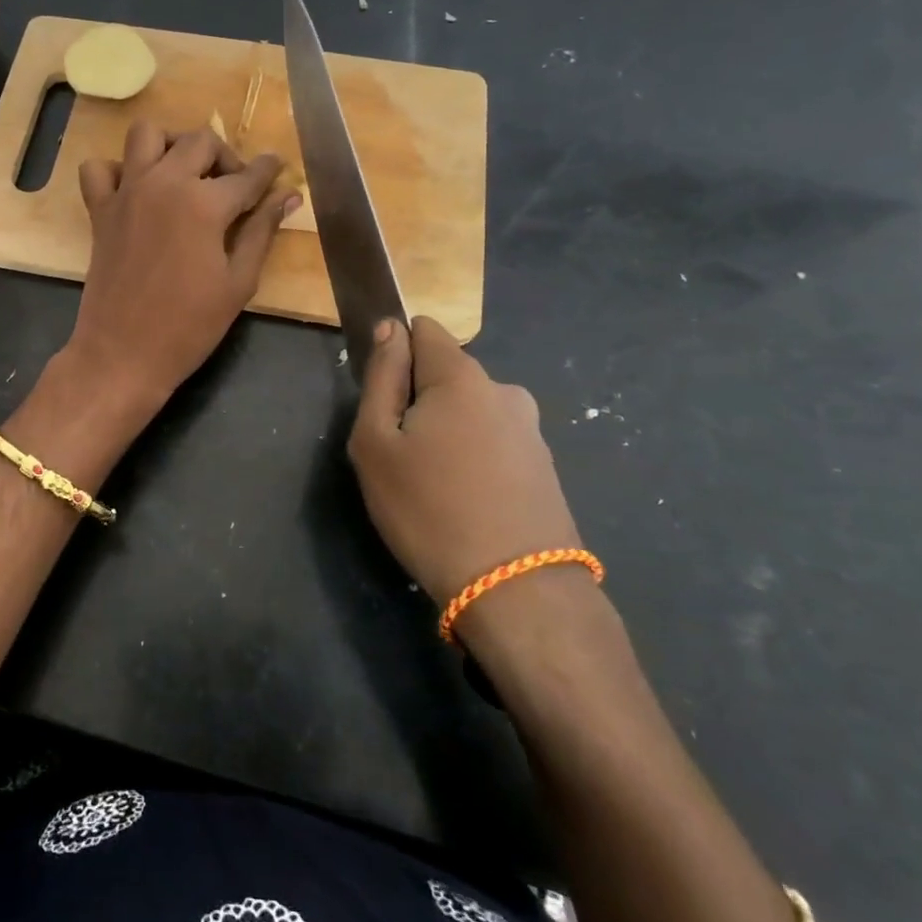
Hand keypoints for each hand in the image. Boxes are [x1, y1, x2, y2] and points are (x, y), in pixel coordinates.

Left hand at [65, 120, 298, 411]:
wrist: (123, 354)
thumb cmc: (189, 326)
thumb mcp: (238, 282)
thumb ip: (262, 231)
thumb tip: (288, 196)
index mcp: (204, 203)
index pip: (247, 175)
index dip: (268, 170)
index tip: (277, 168)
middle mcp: (164, 183)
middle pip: (199, 141)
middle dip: (225, 155)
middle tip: (234, 186)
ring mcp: (126, 193)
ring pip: (146, 134)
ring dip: (171, 145)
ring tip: (185, 174)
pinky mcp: (100, 210)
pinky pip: (99, 168)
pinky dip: (118, 170)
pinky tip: (137, 192)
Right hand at [348, 317, 581, 613]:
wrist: (517, 592)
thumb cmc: (428, 509)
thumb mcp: (376, 442)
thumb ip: (381, 377)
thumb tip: (390, 328)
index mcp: (462, 376)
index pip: (423, 330)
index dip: (395, 355)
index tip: (383, 400)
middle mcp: (504, 391)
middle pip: (446, 374)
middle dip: (419, 401)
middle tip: (400, 457)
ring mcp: (531, 431)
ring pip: (470, 412)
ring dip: (448, 433)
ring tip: (433, 488)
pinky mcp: (544, 468)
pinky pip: (494, 444)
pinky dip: (474, 461)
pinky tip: (465, 504)